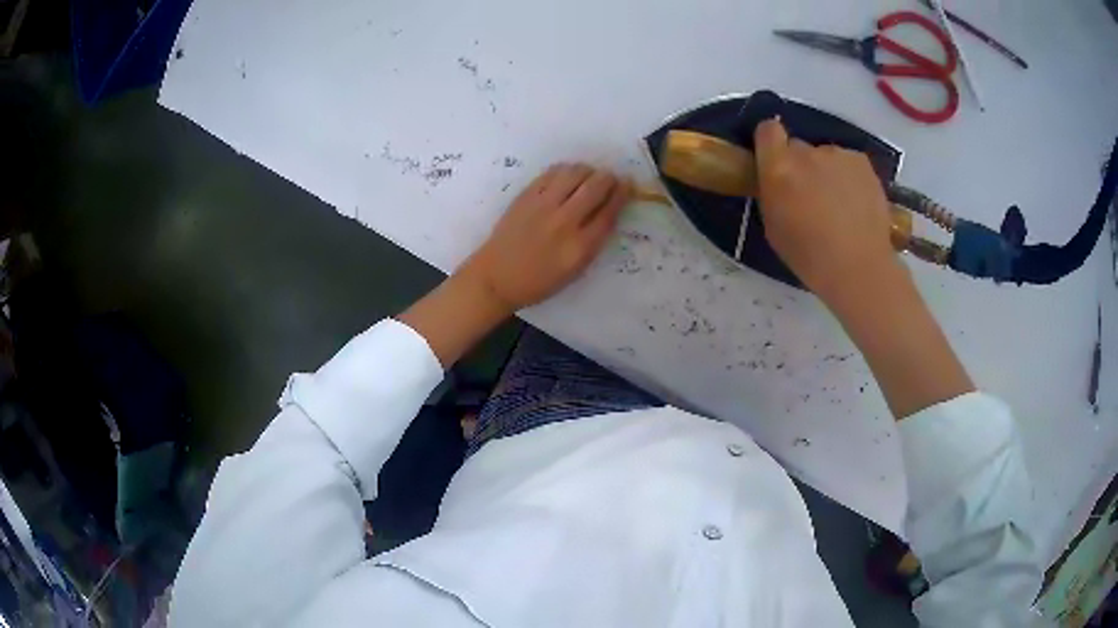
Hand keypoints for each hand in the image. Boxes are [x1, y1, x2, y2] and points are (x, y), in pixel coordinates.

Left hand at [460, 163, 630, 312]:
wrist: (497, 276)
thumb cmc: (539, 281)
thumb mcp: (575, 270)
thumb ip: (594, 241)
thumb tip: (609, 211)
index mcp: (580, 246)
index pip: (609, 211)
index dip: (622, 194)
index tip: (628, 185)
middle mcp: (564, 221)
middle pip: (596, 187)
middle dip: (609, 178)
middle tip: (612, 178)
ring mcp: (543, 205)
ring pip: (575, 173)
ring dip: (589, 171)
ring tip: (590, 176)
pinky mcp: (526, 196)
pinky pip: (552, 173)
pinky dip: (566, 170)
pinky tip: (569, 176)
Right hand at [753, 118, 972, 417]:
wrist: (859, 269)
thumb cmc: (810, 257)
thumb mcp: (774, 226)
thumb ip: (773, 191)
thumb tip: (779, 178)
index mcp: (779, 169)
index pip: (767, 130)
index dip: (769, 142)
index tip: (774, 160)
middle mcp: (807, 153)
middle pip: (797, 147)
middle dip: (800, 166)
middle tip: (811, 196)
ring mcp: (837, 155)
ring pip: (825, 157)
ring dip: (826, 173)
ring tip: (840, 206)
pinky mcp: (862, 162)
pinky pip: (847, 163)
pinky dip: (848, 178)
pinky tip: (856, 205)